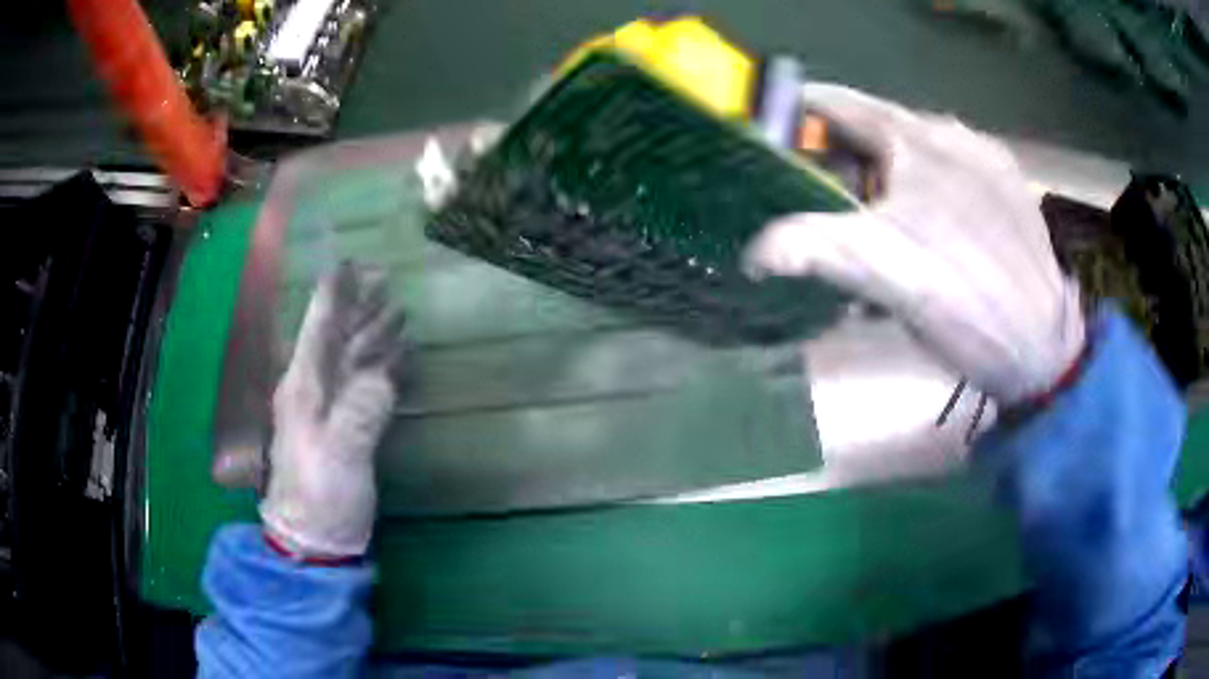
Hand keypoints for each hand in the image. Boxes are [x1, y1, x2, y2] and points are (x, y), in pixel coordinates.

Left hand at [260, 262, 403, 557]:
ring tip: (396, 310)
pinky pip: (364, 385)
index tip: (350, 262)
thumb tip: (386, 375)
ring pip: (351, 359)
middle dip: (358, 306)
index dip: (333, 294)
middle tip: (384, 277)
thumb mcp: (338, 457)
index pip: (318, 328)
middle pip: (337, 337)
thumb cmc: (319, 497)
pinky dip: (381, 367)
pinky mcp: (345, 429)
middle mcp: (312, 390)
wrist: (315, 540)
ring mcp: (328, 410)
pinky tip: (397, 358)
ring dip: (372, 333)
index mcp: (303, 387)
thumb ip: (360, 412)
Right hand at [745, 83, 1084, 404]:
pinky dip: (923, 194)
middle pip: (876, 132)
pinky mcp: (1009, 190)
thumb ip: (807, 248)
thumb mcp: (879, 273)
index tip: (767, 140)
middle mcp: (952, 134)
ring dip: (883, 181)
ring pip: (915, 155)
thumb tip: (752, 253)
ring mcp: (986, 159)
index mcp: (915, 138)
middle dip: (839, 161)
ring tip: (872, 226)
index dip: (794, 115)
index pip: (837, 104)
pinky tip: (927, 235)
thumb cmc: (963, 301)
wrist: (1043, 346)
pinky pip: (950, 176)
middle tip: (818, 201)